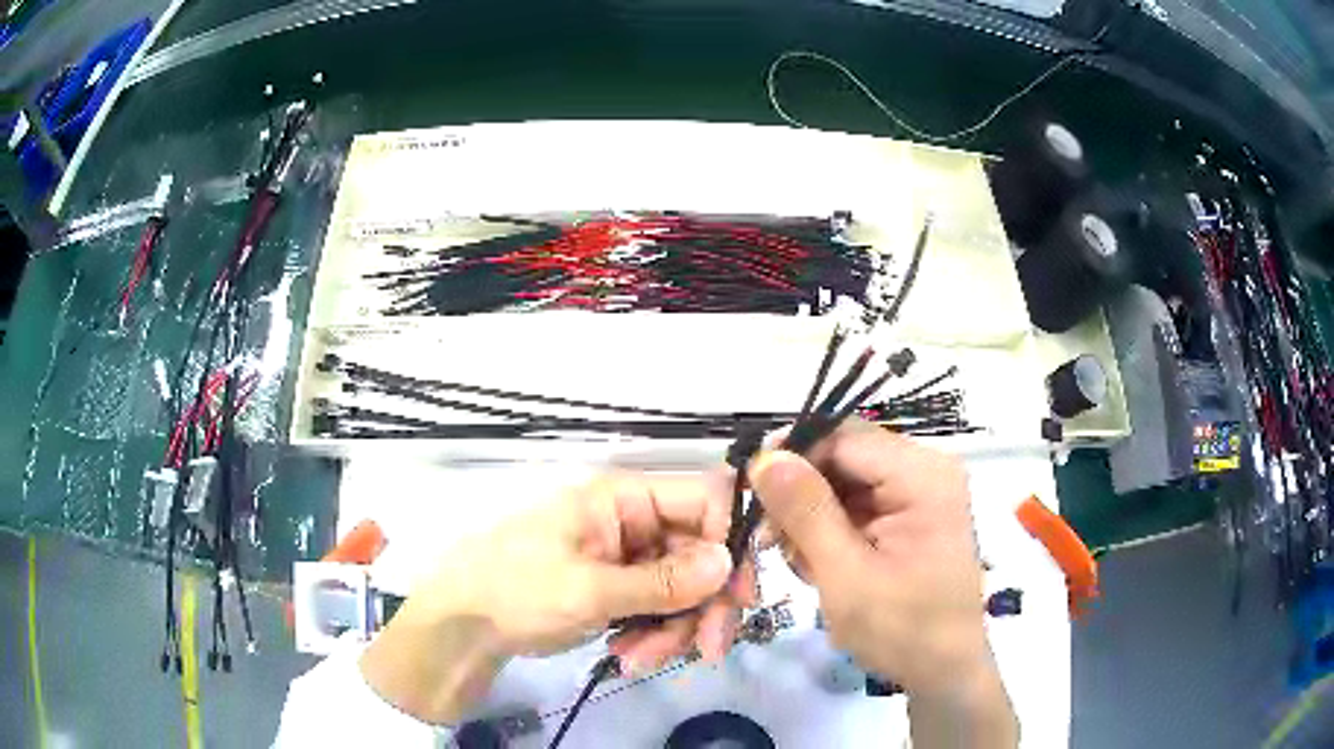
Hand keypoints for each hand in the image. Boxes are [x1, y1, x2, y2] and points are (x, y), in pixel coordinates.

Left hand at [360, 472, 756, 723]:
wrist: (465, 626)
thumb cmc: (515, 590)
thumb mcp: (588, 589)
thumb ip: (662, 581)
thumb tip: (727, 563)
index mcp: (623, 499)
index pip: (704, 500)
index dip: (730, 543)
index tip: (739, 596)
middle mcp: (634, 522)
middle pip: (702, 554)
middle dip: (703, 606)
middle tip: (706, 650)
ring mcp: (628, 558)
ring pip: (685, 589)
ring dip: (675, 629)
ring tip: (639, 660)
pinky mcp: (621, 589)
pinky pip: (661, 609)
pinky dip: (654, 635)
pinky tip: (628, 655)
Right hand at [747, 420, 994, 697]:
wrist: (943, 670)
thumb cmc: (902, 630)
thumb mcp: (846, 575)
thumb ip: (806, 513)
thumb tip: (766, 456)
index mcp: (923, 475)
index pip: (844, 438)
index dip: (793, 456)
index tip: (751, 492)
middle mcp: (926, 470)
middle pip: (844, 456)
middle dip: (802, 495)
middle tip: (771, 541)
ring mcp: (920, 492)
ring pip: (844, 481)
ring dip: (813, 517)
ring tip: (804, 563)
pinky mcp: (911, 513)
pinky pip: (857, 503)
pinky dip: (830, 530)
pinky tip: (823, 564)